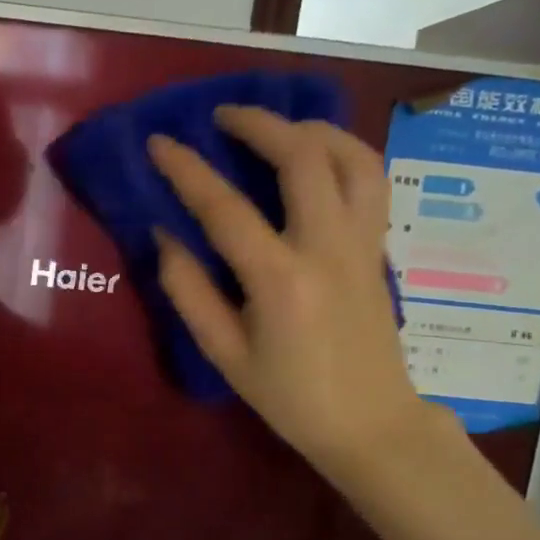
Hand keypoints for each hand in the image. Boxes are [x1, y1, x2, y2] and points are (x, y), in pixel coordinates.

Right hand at [147, 106, 431, 472]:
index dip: (187, 169)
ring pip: (352, 158)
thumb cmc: (288, 396)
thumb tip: (165, 235)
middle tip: (223, 115)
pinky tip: (317, 157)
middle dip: (260, 124)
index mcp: (280, 279)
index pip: (225, 207)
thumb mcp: (223, 354)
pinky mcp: (379, 248)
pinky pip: (370, 181)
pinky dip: (343, 153)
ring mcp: (362, 243)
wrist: (371, 423)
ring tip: (278, 125)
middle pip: (302, 158)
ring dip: (312, 129)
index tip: (160, 142)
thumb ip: (188, 291)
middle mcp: (327, 248)